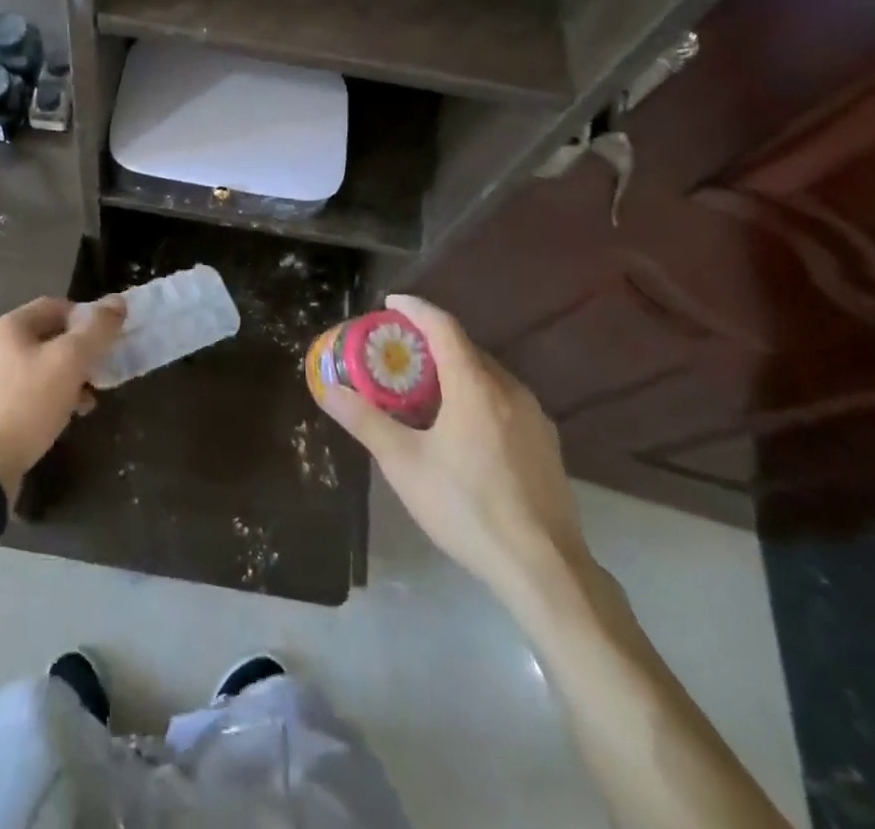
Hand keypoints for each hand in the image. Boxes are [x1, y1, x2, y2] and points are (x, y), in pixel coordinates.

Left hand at [0, 295, 126, 500]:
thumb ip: (96, 329)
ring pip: (36, 367)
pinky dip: (46, 398)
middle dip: (78, 353)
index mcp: (8, 326)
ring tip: (85, 402)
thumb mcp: (70, 361)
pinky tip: (61, 418)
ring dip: (65, 378)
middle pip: (46, 337)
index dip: (85, 318)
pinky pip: (22, 392)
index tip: (106, 340)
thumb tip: (118, 302)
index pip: (55, 306)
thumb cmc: (28, 403)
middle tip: (99, 373)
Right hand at [318, 294, 590, 605]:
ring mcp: (534, 416)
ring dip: (455, 370)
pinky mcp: (546, 442)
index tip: (390, 304)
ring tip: (425, 390)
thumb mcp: (405, 464)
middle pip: (466, 348)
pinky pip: (504, 400)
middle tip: (398, 353)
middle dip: (431, 342)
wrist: (545, 569)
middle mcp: (509, 389)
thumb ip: (365, 421)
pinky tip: (462, 427)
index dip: (415, 309)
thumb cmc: (467, 508)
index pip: (443, 326)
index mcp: (475, 385)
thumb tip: (328, 390)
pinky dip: (477, 394)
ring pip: (488, 375)